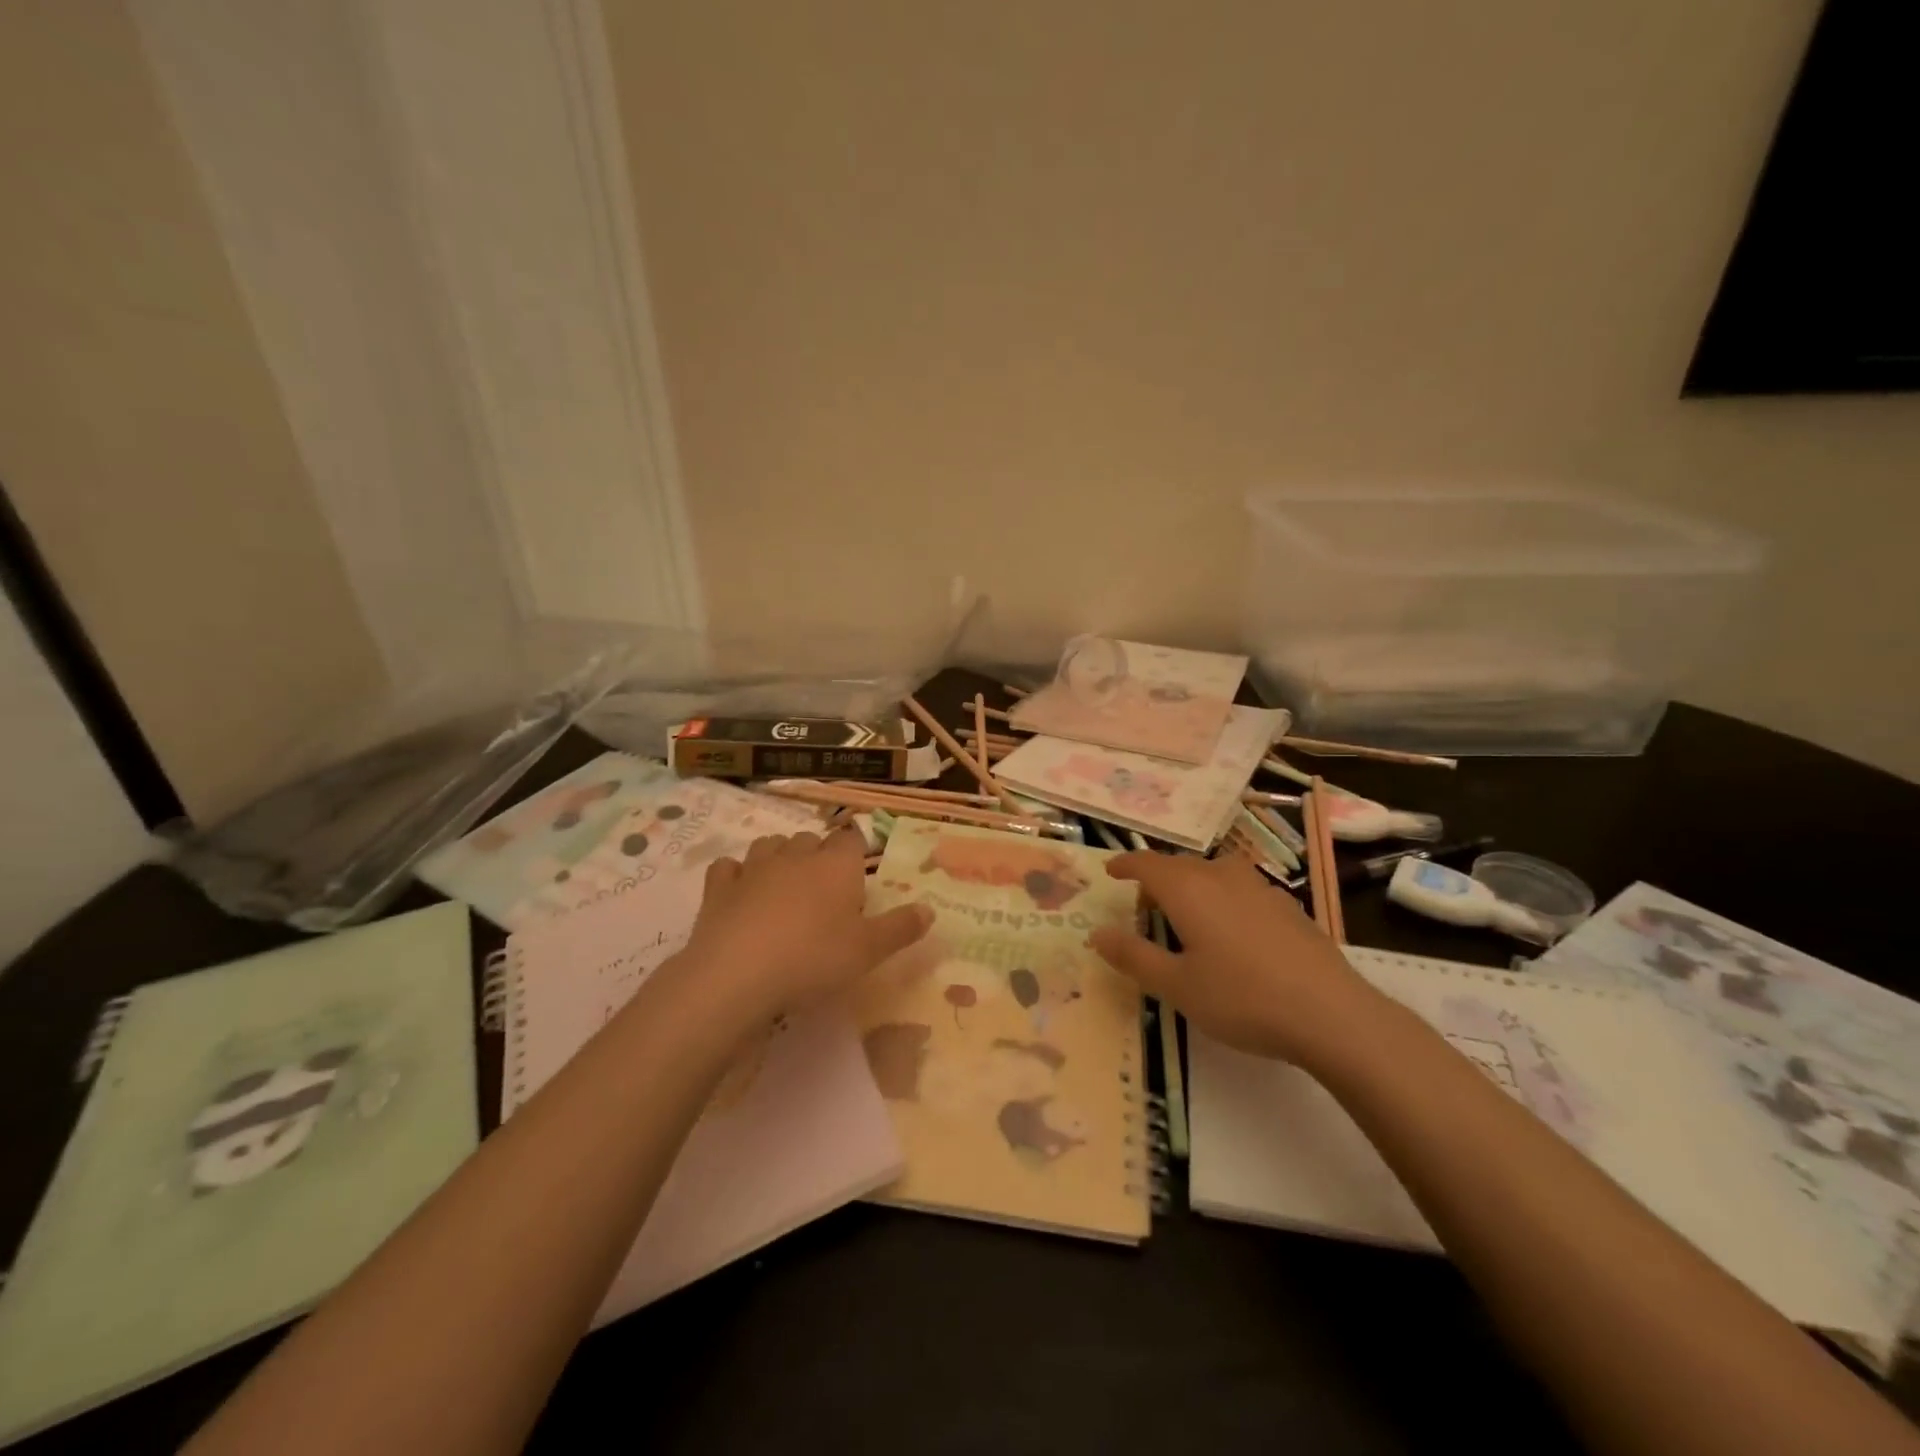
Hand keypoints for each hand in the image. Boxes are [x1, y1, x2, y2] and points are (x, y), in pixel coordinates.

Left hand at [677, 828, 931, 1022]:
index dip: (855, 852)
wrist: (738, 975)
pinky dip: (734, 875)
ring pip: (769, 845)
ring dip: (778, 857)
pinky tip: (739, 892)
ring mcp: (753, 868)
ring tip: (784, 885)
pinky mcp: (718, 888)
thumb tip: (930, 909)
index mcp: (836, 865)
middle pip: (810, 840)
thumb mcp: (869, 950)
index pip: (851, 839)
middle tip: (824, 890)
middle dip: (817, 855)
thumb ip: (900, 928)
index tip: (857, 871)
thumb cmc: (814, 958)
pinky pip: (727, 868)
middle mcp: (796, 856)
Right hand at [1089, 850, 1384, 1067]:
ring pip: (1213, 873)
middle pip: (1180, 865)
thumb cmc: (1242, 999)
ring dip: (1192, 885)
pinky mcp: (1288, 906)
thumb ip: (1133, 956)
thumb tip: (1096, 933)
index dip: (1125, 864)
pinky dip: (1223, 897)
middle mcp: (1221, 877)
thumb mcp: (1177, 986)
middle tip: (1144, 905)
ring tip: (1187, 915)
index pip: (1147, 864)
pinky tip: (1233, 931)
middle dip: (1157, 878)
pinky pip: (1241, 889)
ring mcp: (1260, 888)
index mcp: (1188, 890)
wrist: (1332, 1014)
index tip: (1110, 872)